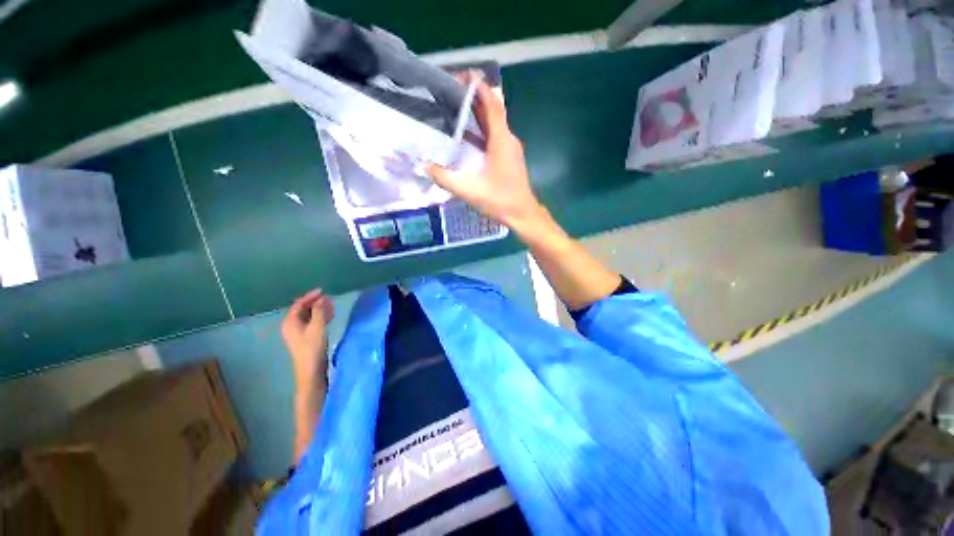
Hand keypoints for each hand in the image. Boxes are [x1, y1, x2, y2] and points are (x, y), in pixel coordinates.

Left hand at [281, 289, 334, 391]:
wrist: (311, 369)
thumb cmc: (312, 347)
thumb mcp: (317, 326)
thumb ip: (319, 311)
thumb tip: (321, 299)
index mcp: (290, 322)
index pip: (299, 304)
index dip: (311, 296)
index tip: (323, 291)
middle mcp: (291, 325)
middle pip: (303, 309)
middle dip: (316, 303)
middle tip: (329, 299)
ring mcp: (298, 332)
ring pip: (309, 316)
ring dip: (319, 310)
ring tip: (332, 306)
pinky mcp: (305, 338)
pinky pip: (312, 322)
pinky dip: (320, 317)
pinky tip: (330, 316)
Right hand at [427, 73, 545, 232]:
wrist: (522, 214)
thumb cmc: (499, 200)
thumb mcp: (469, 190)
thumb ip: (446, 178)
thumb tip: (425, 166)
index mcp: (501, 140)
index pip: (491, 104)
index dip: (479, 87)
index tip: (463, 75)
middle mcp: (507, 139)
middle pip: (493, 110)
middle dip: (475, 96)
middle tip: (453, 89)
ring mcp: (510, 148)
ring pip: (494, 123)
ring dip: (478, 112)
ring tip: (457, 105)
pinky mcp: (508, 157)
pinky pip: (494, 136)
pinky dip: (481, 129)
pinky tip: (467, 134)